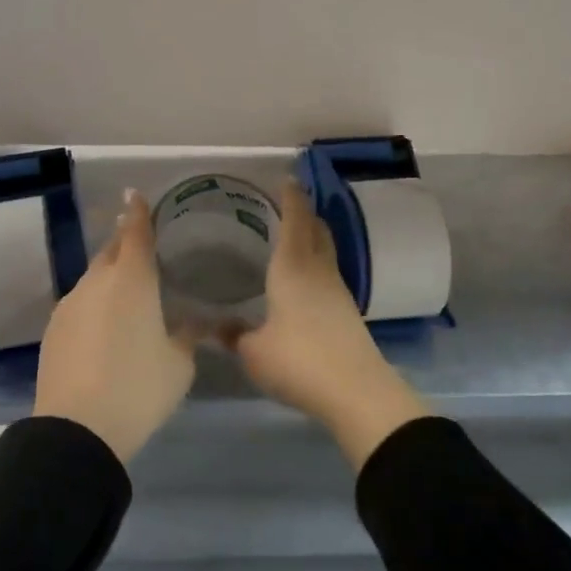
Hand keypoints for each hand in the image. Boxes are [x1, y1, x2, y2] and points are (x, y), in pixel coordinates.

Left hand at [34, 190, 197, 462]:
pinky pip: (79, 303)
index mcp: (132, 280)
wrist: (77, 429)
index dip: (138, 212)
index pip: (135, 232)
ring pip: (93, 278)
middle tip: (141, 244)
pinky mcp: (53, 329)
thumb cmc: (138, 388)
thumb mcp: (179, 364)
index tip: (135, 194)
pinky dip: (94, 304)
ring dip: (109, 277)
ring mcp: (70, 304)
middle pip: (111, 250)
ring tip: (127, 293)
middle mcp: (97, 282)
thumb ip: (187, 336)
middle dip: (125, 242)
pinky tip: (103, 327)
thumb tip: (192, 324)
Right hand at [232, 181, 429, 469]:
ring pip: (325, 251)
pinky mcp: (347, 311)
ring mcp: (337, 290)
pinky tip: (303, 279)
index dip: (291, 197)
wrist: (356, 391)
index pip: (295, 220)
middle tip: (287, 204)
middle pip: (316, 229)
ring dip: (312, 237)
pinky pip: (328, 273)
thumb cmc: (298, 361)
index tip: (287, 179)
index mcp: (293, 267)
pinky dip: (316, 263)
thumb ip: (233, 335)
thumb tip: (214, 327)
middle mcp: (318, 270)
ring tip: (293, 237)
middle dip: (304, 212)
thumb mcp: (253, 351)